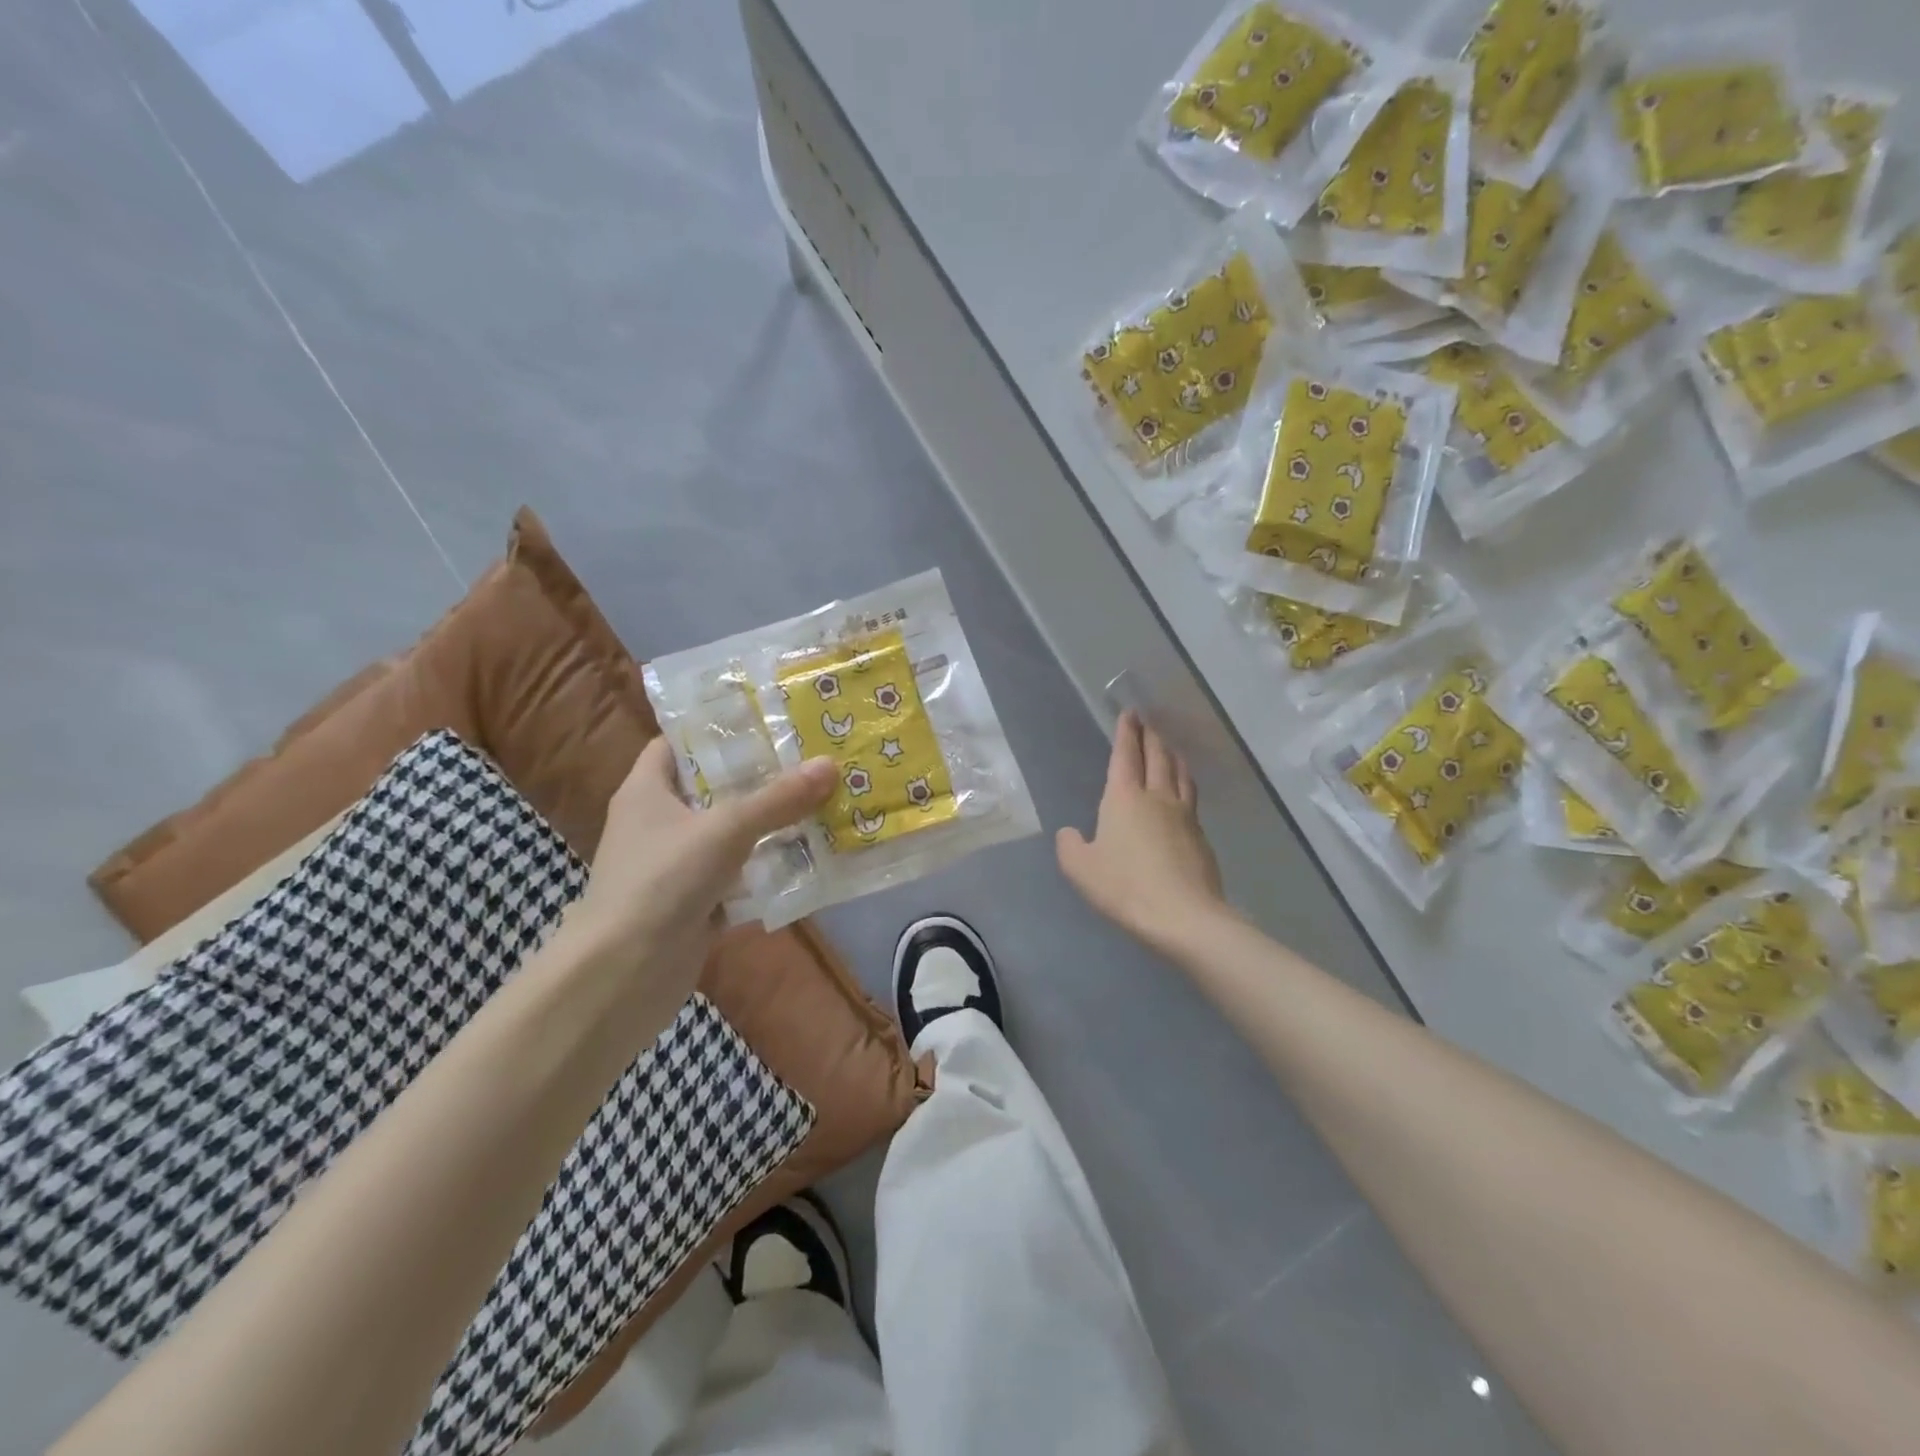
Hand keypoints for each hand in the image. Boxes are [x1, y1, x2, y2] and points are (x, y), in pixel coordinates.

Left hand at [560, 737, 835, 1007]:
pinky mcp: (693, 903)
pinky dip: (766, 871)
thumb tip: (830, 764)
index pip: (677, 744)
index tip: (766, 720)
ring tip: (821, 802)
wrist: (624, 974)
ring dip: (769, 826)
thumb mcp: (725, 829)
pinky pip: (737, 877)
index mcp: (647, 790)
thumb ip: (777, 799)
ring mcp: (675, 866)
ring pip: (729, 835)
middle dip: (759, 778)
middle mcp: (658, 823)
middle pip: (712, 789)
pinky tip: (808, 860)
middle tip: (810, 759)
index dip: (716, 729)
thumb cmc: (662, 881)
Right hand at [1056, 711, 1229, 958]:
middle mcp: (1157, 797)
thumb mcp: (1080, 869)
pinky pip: (1191, 799)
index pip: (1125, 755)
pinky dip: (1185, 785)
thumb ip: (1070, 846)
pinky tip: (1184, 794)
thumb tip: (1070, 833)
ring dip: (1173, 757)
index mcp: (1124, 798)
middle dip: (1151, 737)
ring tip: (1170, 750)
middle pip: (1157, 757)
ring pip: (1180, 774)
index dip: (1126, 733)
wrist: (1183, 916)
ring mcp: (1184, 815)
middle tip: (1149, 723)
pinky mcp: (1201, 837)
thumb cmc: (1124, 886)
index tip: (1130, 714)